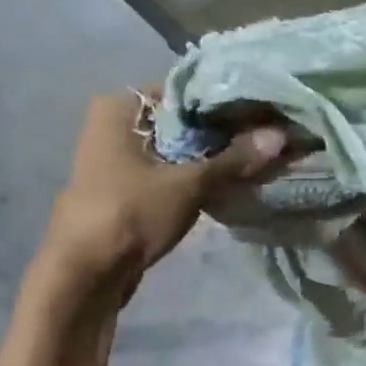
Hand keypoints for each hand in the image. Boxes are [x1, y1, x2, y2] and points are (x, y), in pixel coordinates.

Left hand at [38, 91, 284, 295]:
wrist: (85, 274)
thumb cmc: (130, 213)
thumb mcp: (188, 184)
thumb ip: (234, 159)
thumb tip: (280, 135)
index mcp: (120, 107)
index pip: (186, 91)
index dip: (226, 103)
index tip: (263, 114)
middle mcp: (116, 124)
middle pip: (183, 122)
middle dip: (223, 134)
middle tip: (267, 139)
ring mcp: (119, 159)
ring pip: (178, 150)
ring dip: (213, 158)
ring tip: (257, 160)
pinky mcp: (128, 188)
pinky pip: (171, 173)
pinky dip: (196, 177)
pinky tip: (230, 184)